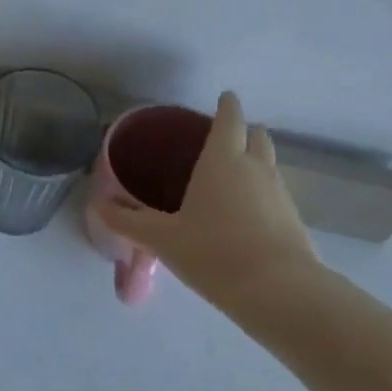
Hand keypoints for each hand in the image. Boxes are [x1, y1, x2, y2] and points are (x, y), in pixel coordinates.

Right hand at [97, 91, 319, 311]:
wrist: (279, 293)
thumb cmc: (213, 252)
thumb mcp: (162, 238)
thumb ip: (128, 221)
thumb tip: (97, 205)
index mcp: (222, 161)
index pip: (229, 119)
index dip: (227, 105)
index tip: (223, 98)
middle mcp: (256, 169)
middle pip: (257, 136)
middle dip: (244, 131)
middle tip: (222, 139)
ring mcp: (280, 194)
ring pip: (270, 164)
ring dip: (254, 161)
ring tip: (229, 177)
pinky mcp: (294, 221)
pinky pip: (275, 193)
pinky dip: (261, 192)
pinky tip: (244, 214)